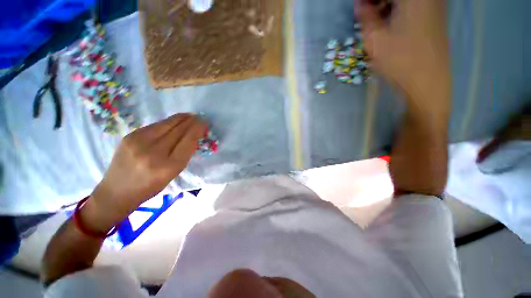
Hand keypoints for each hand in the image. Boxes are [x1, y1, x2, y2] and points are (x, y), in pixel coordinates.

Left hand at [81, 114, 207, 233]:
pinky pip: (156, 125)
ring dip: (181, 118)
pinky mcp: (130, 136)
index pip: (188, 141)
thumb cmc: (150, 187)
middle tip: (200, 117)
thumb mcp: (173, 174)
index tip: (205, 123)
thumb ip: (184, 154)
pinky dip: (169, 122)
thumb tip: (193, 136)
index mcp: (168, 166)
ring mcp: (139, 142)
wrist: (116, 191)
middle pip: (178, 130)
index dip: (198, 129)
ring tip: (190, 116)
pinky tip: (175, 121)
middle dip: (192, 122)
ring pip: (167, 124)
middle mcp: (154, 152)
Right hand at [356, 0, 450, 114]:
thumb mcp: (375, 39)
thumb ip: (366, 17)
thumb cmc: (400, 60)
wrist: (427, 82)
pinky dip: (398, 10)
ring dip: (386, 5)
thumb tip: (360, 4)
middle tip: (364, 13)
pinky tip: (389, 23)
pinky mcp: (434, 17)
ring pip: (404, 0)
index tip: (358, 7)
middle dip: (377, 1)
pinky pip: (413, 5)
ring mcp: (434, 5)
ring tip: (374, 20)